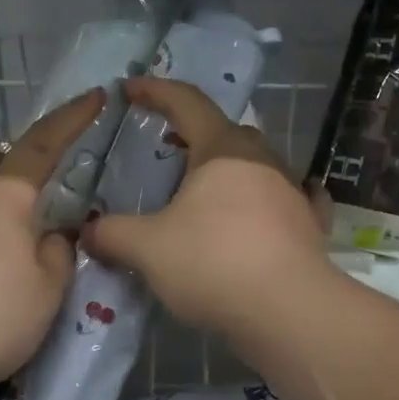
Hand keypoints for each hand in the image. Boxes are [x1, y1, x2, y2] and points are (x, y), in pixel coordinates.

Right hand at [81, 77, 329, 337]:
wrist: (289, 310)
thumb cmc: (213, 263)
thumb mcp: (149, 249)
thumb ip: (113, 234)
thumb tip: (87, 231)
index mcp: (222, 148)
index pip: (186, 102)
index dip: (155, 91)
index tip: (130, 89)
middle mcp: (261, 158)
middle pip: (224, 131)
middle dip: (193, 133)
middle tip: (167, 149)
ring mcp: (292, 189)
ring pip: (256, 164)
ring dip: (230, 168)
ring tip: (206, 190)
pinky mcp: (310, 223)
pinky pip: (291, 197)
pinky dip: (273, 196)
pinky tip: (271, 206)